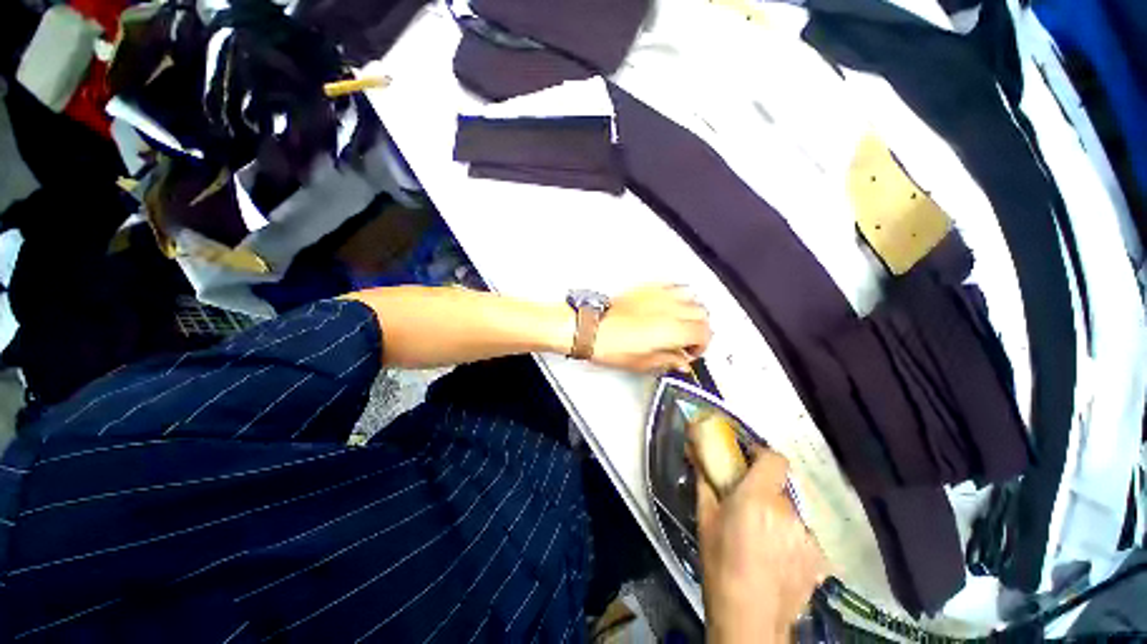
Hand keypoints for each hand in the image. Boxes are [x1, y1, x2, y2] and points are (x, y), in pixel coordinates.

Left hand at [589, 284, 711, 372]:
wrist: (590, 328)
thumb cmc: (609, 345)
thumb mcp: (641, 362)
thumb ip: (668, 361)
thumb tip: (681, 362)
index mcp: (670, 330)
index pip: (704, 333)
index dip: (703, 345)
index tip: (692, 352)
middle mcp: (668, 309)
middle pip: (702, 313)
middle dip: (701, 328)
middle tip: (689, 340)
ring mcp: (658, 295)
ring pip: (691, 296)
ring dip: (692, 310)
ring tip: (682, 322)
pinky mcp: (646, 288)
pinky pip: (671, 285)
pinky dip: (677, 295)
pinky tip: (669, 305)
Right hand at [698, 448, 824, 643]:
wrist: (749, 620)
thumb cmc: (720, 564)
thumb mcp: (705, 518)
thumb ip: (704, 480)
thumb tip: (694, 451)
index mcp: (758, 497)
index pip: (775, 459)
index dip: (763, 454)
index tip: (748, 459)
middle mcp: (788, 511)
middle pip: (780, 486)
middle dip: (764, 489)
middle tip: (747, 504)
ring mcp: (807, 535)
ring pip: (791, 510)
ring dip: (776, 513)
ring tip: (761, 535)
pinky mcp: (818, 557)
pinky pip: (802, 533)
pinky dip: (789, 535)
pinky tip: (775, 556)